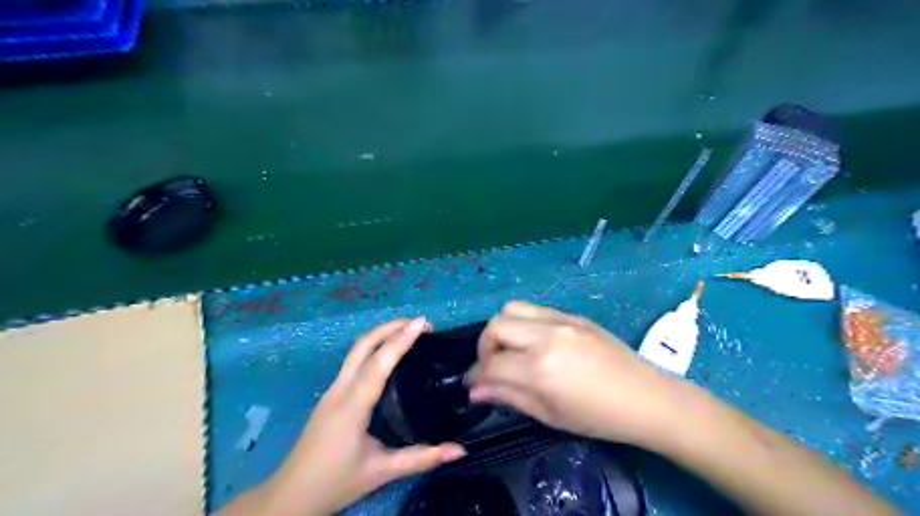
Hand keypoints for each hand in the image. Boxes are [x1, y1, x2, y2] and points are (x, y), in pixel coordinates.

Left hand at [263, 318, 467, 515]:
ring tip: (407, 332)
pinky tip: (387, 355)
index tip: (421, 323)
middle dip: (390, 327)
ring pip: (355, 351)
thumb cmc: (335, 482)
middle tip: (419, 323)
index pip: (379, 363)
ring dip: (381, 335)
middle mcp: (340, 390)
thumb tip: (460, 451)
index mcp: (352, 405)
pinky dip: (373, 348)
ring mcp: (332, 391)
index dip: (401, 340)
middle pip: (362, 346)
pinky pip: (353, 362)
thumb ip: (422, 458)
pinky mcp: (330, 396)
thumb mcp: (382, 472)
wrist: (289, 496)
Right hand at [470, 302, 685, 446]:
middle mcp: (546, 335)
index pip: (490, 364)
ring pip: (512, 308)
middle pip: (495, 325)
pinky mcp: (573, 314)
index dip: (475, 375)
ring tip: (511, 349)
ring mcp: (561, 320)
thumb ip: (508, 396)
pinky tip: (535, 342)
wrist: (647, 397)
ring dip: (503, 328)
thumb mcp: (549, 414)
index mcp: (540, 367)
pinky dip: (523, 323)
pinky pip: (535, 310)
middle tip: (492, 366)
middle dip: (484, 346)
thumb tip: (475, 390)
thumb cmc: (598, 417)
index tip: (472, 384)